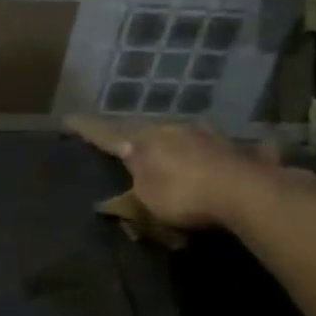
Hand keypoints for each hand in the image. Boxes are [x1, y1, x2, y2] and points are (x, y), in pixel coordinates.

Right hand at [66, 115, 280, 229]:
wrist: (247, 192)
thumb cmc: (185, 195)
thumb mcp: (148, 197)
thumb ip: (136, 176)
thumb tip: (125, 152)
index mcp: (147, 140)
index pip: (108, 133)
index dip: (88, 129)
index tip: (68, 119)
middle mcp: (175, 130)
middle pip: (150, 132)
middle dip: (140, 138)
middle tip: (132, 146)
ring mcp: (209, 136)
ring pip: (186, 136)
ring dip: (179, 143)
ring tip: (178, 155)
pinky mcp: (238, 150)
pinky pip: (224, 150)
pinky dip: (222, 154)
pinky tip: (236, 156)